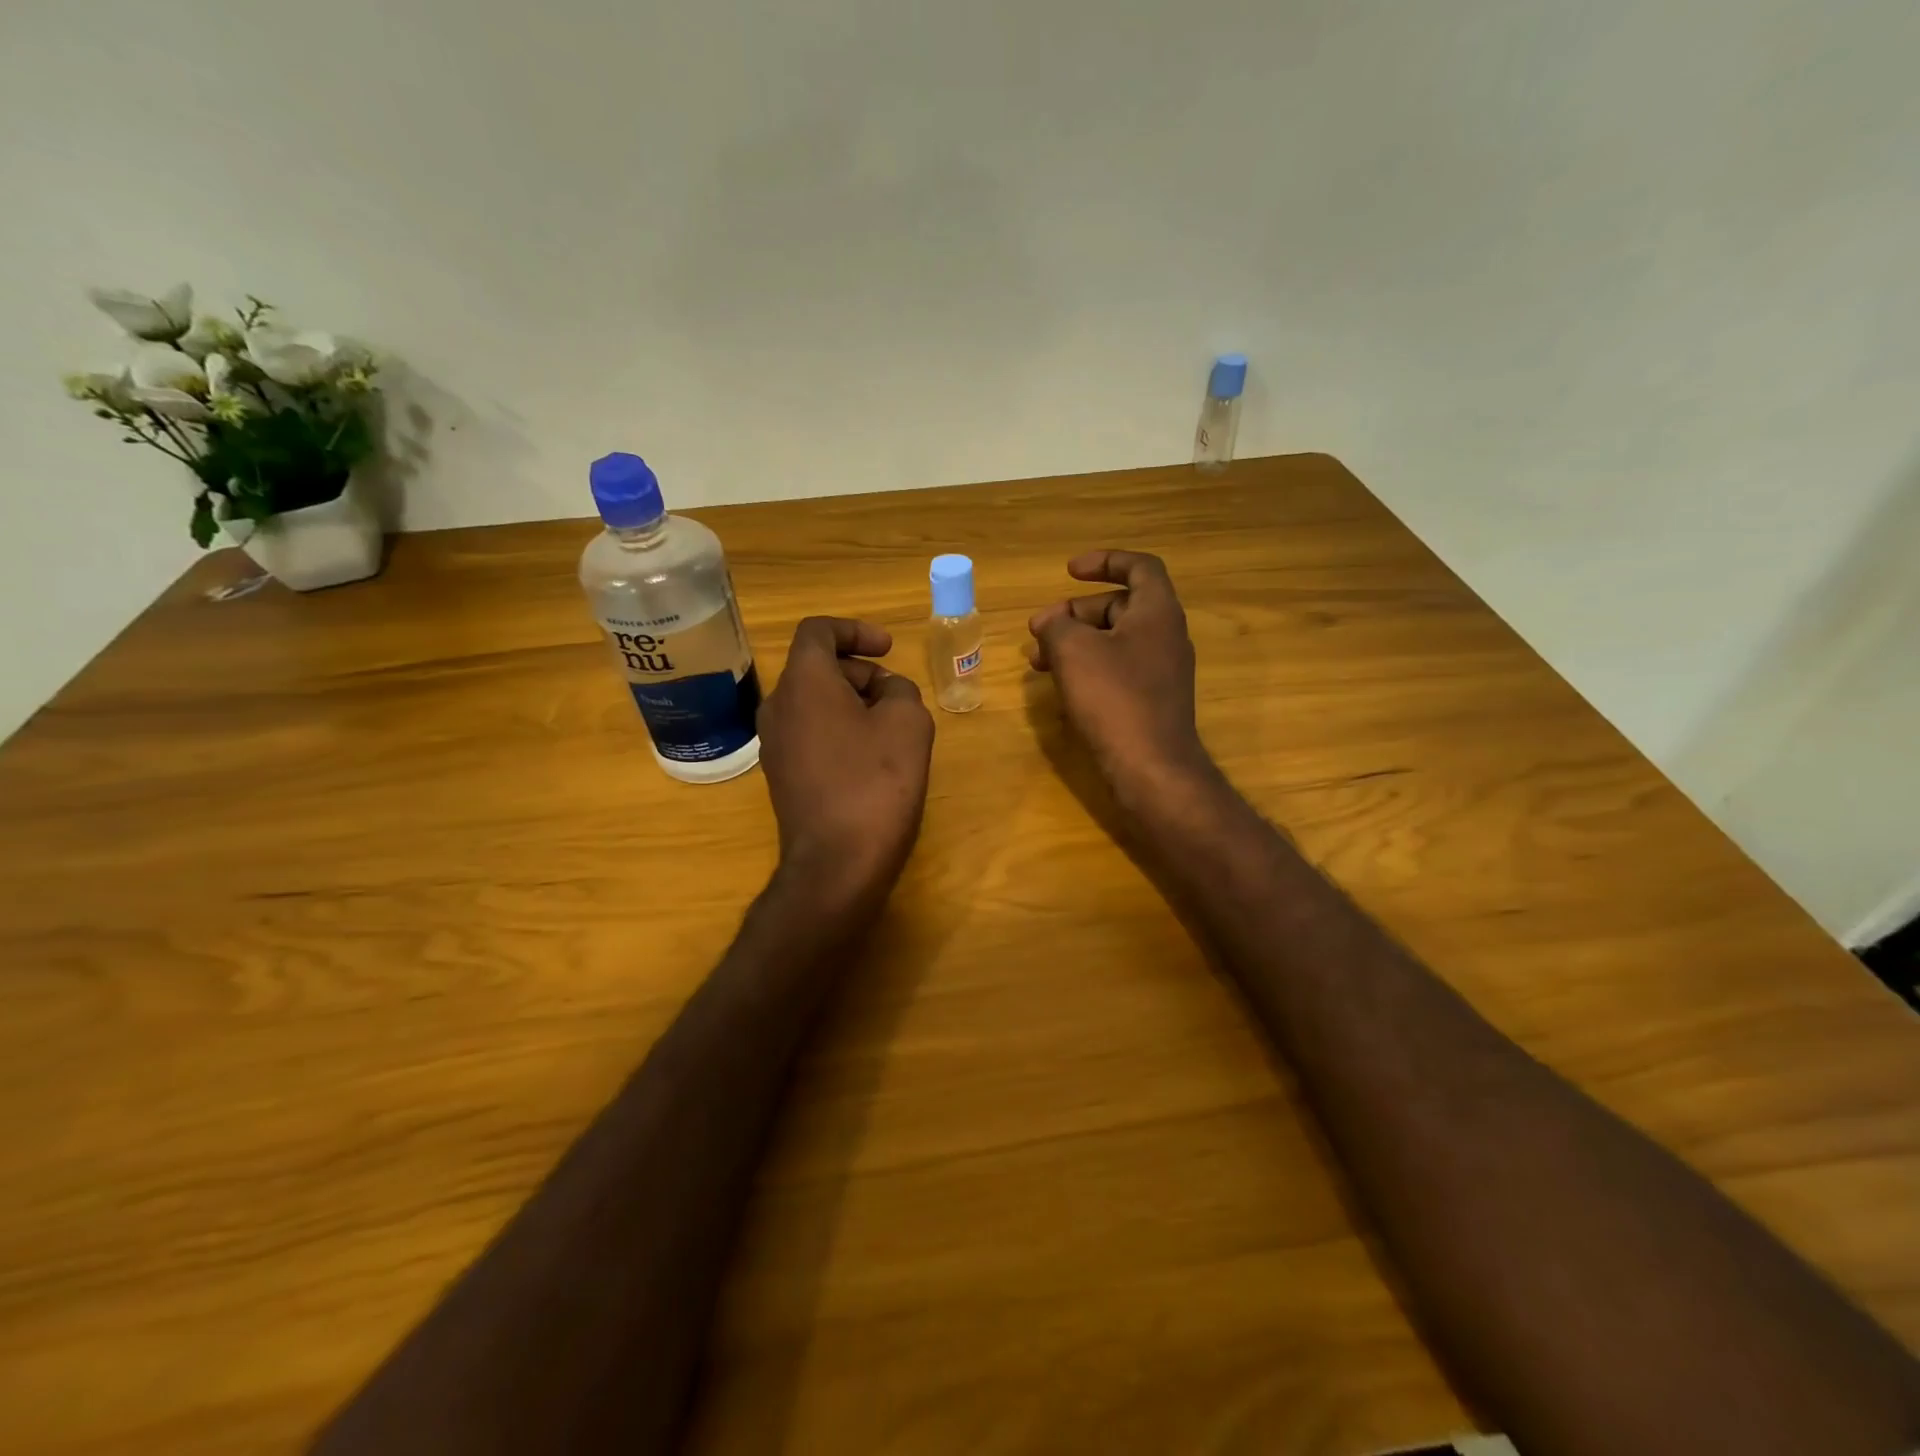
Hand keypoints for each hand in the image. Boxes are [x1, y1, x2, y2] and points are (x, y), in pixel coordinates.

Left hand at [758, 617, 934, 902]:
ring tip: (890, 729)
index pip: (818, 631)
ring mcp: (775, 744)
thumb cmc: (875, 782)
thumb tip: (886, 692)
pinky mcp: (782, 775)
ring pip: (814, 702)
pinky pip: (810, 732)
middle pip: (817, 667)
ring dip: (852, 702)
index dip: (856, 630)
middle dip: (860, 671)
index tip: (888, 648)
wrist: (837, 863)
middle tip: (897, 697)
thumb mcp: (908, 723)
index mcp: (803, 682)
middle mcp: (778, 706)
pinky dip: (839, 729)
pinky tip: (871, 759)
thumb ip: (900, 690)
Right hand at [1028, 550, 1213, 803]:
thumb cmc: (1114, 698)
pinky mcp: (1151, 701)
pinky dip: (1088, 668)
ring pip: (1113, 641)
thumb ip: (1057, 625)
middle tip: (1038, 629)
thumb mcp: (1074, 651)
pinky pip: (1117, 670)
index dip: (1104, 561)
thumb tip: (1050, 622)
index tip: (1069, 571)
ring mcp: (1161, 671)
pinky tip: (1060, 685)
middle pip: (1119, 606)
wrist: (1151, 767)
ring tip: (1037, 661)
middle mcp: (1166, 636)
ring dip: (1075, 643)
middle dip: (1075, 612)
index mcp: (1157, 612)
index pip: (1139, 567)